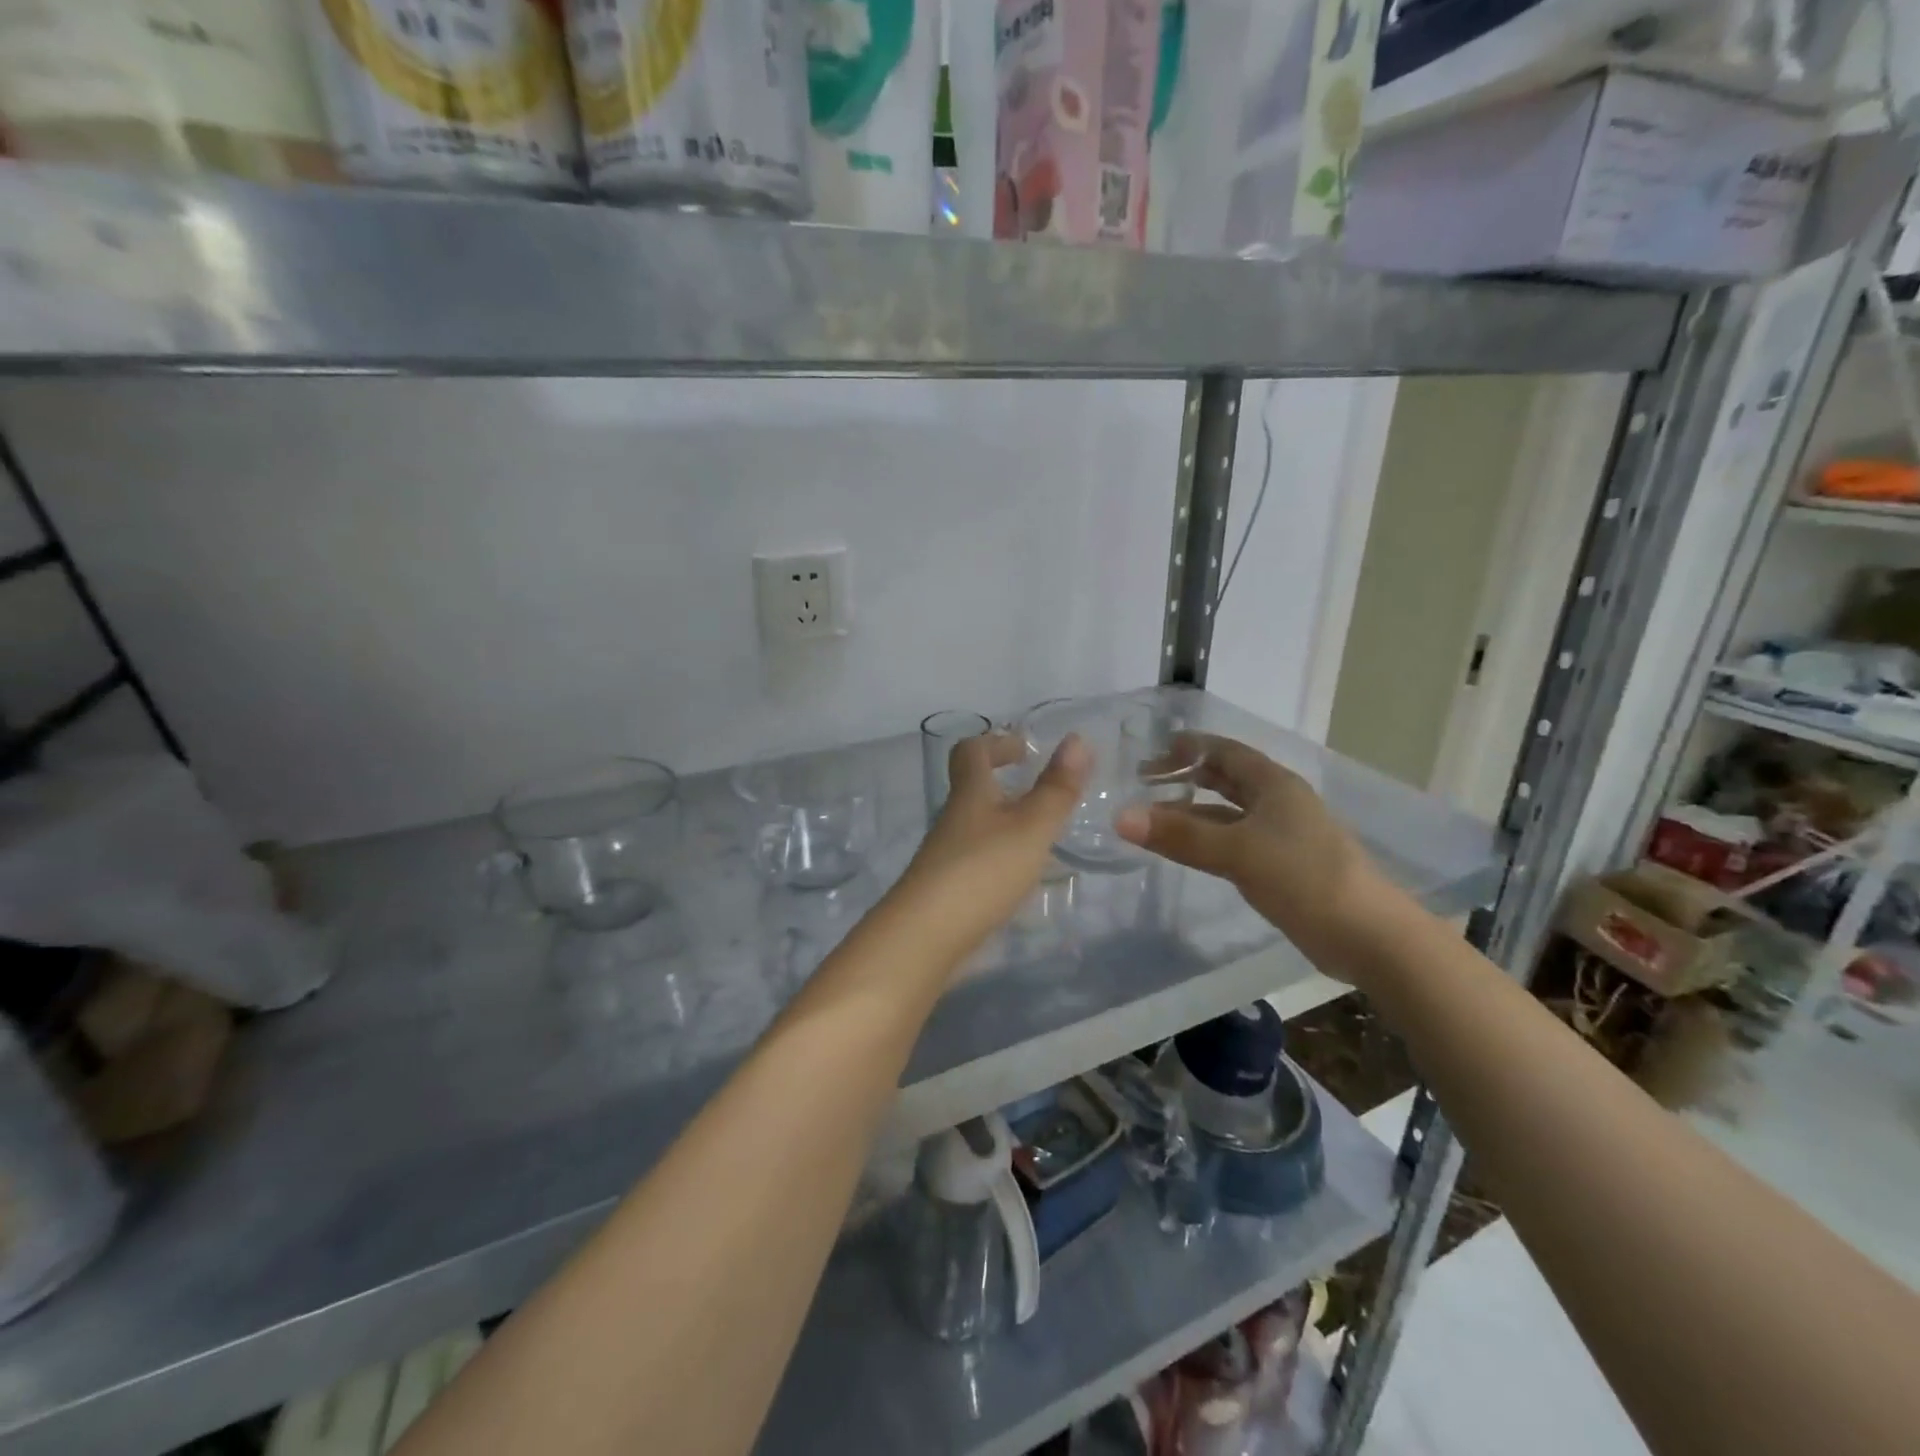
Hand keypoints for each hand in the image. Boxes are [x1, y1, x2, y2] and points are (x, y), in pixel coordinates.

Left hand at [889, 731, 1089, 971]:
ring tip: (1041, 835)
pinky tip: (1022, 877)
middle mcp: (953, 819)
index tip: (1024, 748)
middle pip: (972, 789)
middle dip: (1002, 783)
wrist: (926, 935)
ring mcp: (946, 856)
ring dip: (1004, 821)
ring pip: (976, 825)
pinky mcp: (947, 889)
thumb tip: (1077, 738)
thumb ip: (1056, 789)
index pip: (971, 751)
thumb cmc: (982, 870)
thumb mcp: (1031, 827)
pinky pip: (977, 858)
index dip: (996, 742)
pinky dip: (1000, 856)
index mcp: (970, 794)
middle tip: (1039, 790)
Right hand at [1115, 734, 1383, 970]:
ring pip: (1227, 813)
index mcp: (1273, 784)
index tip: (1149, 753)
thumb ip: (1180, 835)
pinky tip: (1185, 851)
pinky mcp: (1281, 866)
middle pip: (1225, 778)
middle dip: (1185, 777)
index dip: (1187, 748)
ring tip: (1152, 818)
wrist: (1368, 935)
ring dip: (1192, 812)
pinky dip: (1206, 840)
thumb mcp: (1237, 852)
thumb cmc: (1304, 877)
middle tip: (1143, 783)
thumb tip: (1120, 817)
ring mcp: (1281, 835)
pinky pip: (1234, 841)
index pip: (1223, 751)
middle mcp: (1277, 802)